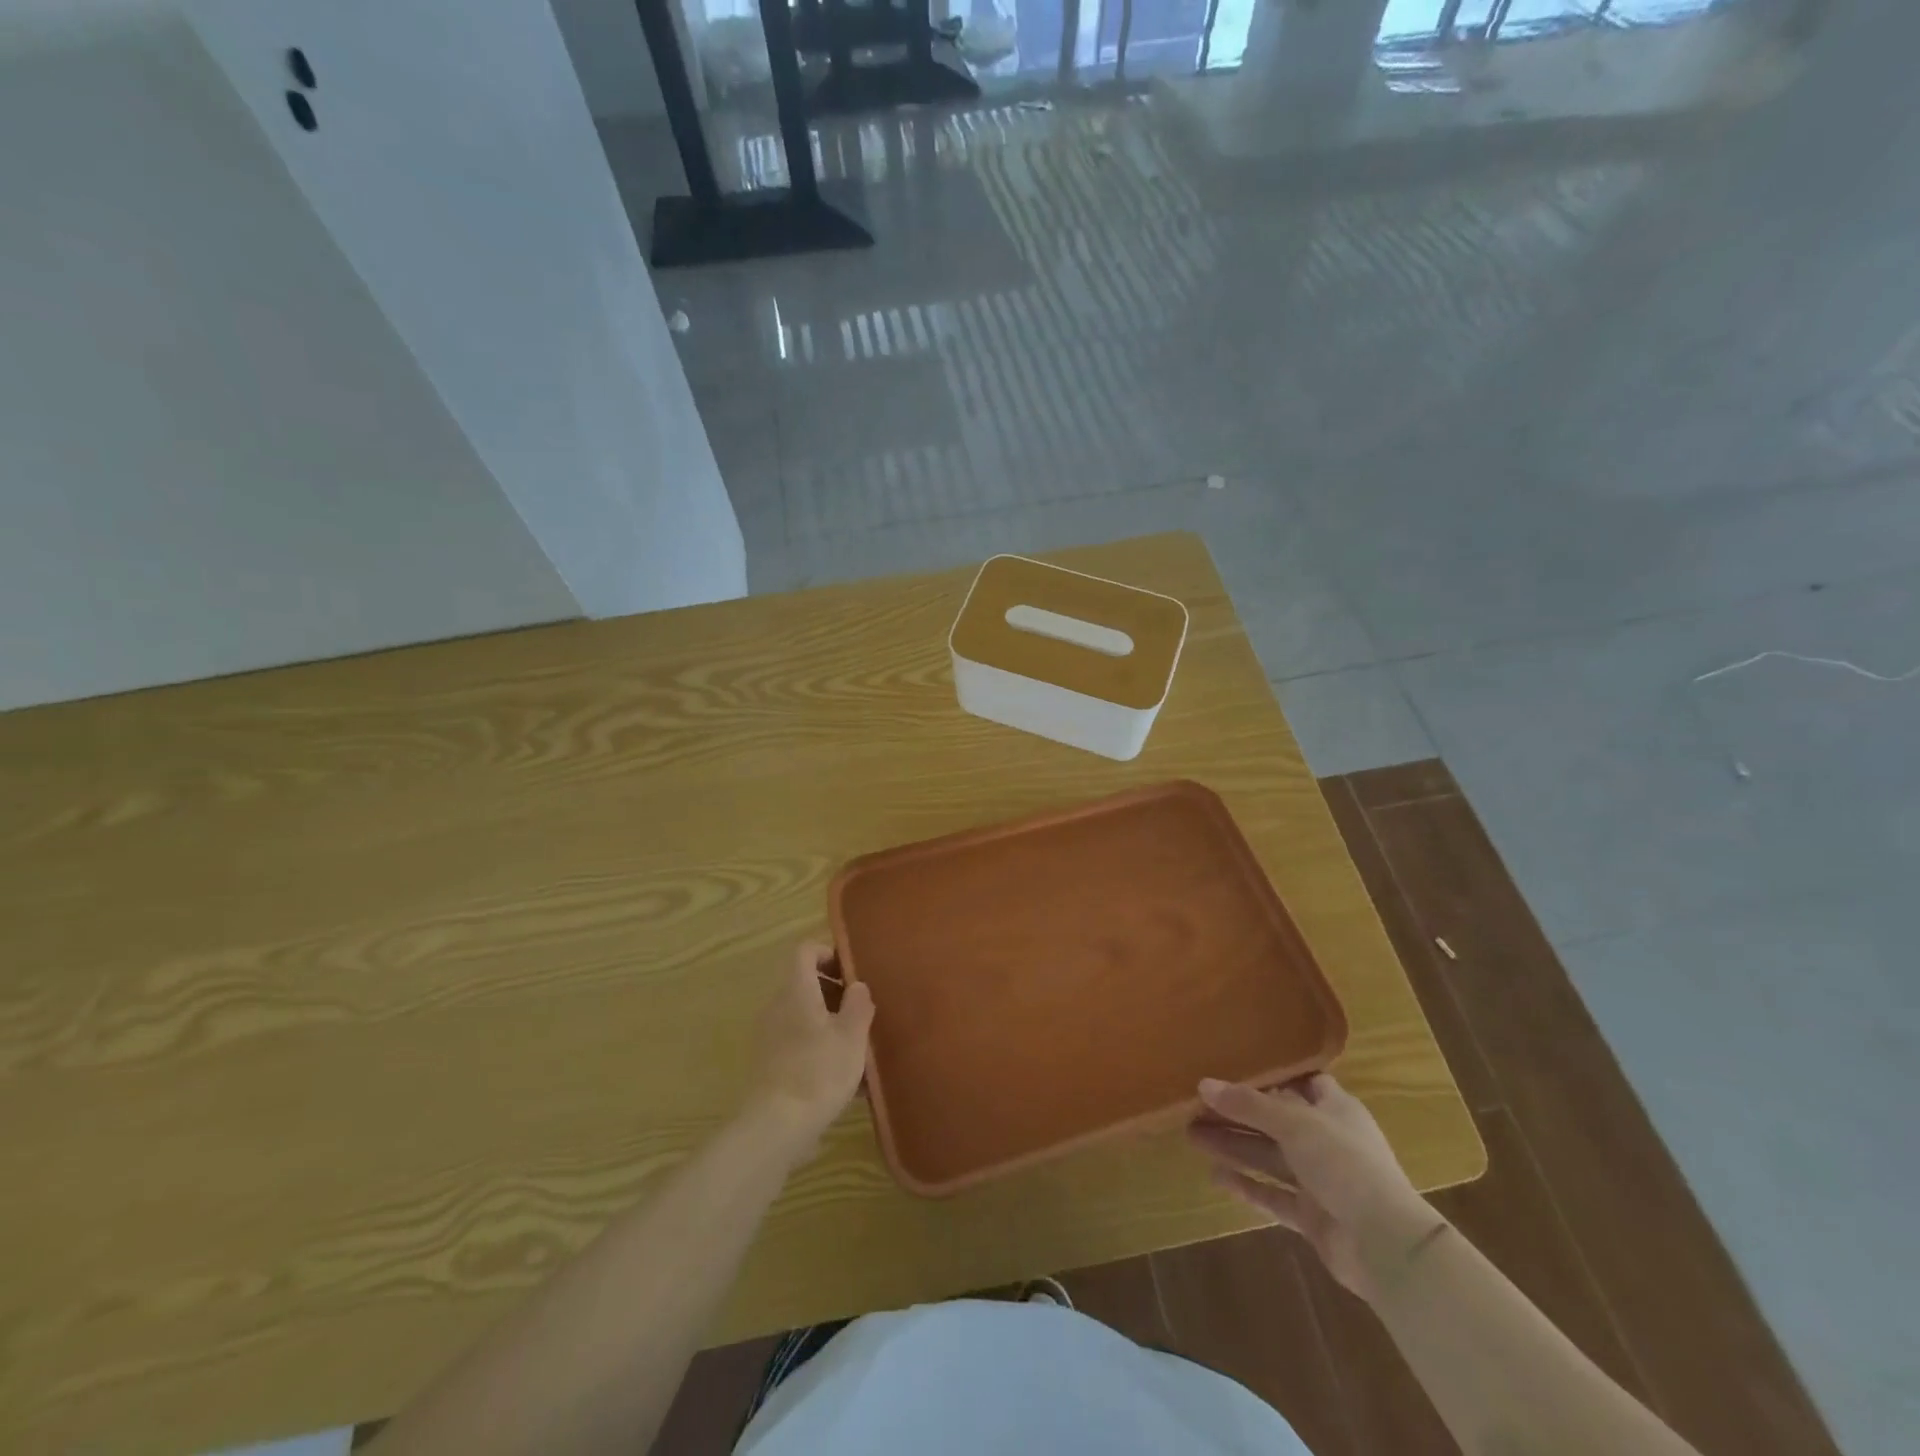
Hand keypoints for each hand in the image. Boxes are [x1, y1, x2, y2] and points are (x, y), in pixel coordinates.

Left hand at [745, 943, 874, 1161]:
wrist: (775, 1127)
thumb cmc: (819, 1071)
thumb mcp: (852, 1035)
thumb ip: (858, 1004)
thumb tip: (857, 986)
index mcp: (796, 990)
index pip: (806, 951)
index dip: (829, 954)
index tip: (852, 975)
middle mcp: (777, 1005)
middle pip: (804, 983)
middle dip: (834, 993)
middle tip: (861, 1013)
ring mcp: (769, 1035)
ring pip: (802, 1015)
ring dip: (828, 1023)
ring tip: (856, 1049)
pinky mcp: (767, 1063)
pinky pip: (796, 1042)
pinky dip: (817, 1047)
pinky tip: (841, 1077)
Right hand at [1188, 1073, 1443, 1301]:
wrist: (1385, 1244)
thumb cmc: (1345, 1164)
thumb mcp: (1294, 1124)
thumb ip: (1248, 1105)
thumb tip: (1203, 1084)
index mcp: (1335, 1110)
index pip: (1301, 1083)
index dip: (1271, 1076)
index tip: (1233, 1067)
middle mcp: (1327, 1141)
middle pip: (1275, 1121)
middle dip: (1236, 1114)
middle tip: (1194, 1106)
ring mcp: (1320, 1181)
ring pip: (1269, 1157)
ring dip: (1234, 1146)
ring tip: (1191, 1134)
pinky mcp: (1312, 1216)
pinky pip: (1273, 1195)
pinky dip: (1247, 1185)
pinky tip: (1215, 1176)